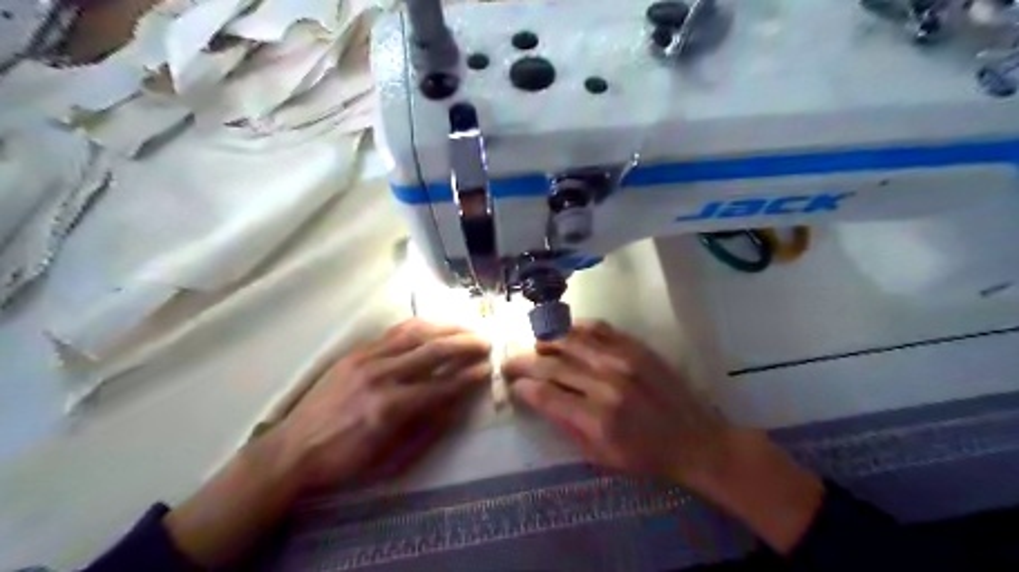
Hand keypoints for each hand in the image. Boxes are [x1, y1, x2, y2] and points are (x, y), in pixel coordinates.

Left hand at [164, 319, 488, 569]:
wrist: (292, 450)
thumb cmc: (345, 461)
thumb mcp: (391, 458)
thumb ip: (427, 429)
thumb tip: (457, 404)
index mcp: (391, 408)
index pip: (442, 386)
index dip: (469, 377)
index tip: (488, 369)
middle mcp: (382, 376)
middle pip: (433, 351)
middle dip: (465, 344)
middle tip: (486, 342)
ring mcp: (367, 359)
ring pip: (415, 333)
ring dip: (446, 327)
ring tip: (466, 327)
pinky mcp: (356, 352)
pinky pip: (394, 332)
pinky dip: (420, 326)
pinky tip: (434, 326)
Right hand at [501, 322, 722, 485]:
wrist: (695, 440)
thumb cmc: (645, 456)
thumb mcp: (601, 456)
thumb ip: (567, 426)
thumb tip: (537, 399)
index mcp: (597, 419)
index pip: (545, 394)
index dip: (522, 387)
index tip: (512, 384)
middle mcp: (606, 384)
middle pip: (553, 365)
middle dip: (524, 362)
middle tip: (509, 362)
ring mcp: (623, 360)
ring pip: (571, 340)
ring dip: (546, 340)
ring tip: (534, 345)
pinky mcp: (636, 348)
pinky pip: (599, 329)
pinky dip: (577, 327)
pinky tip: (565, 332)